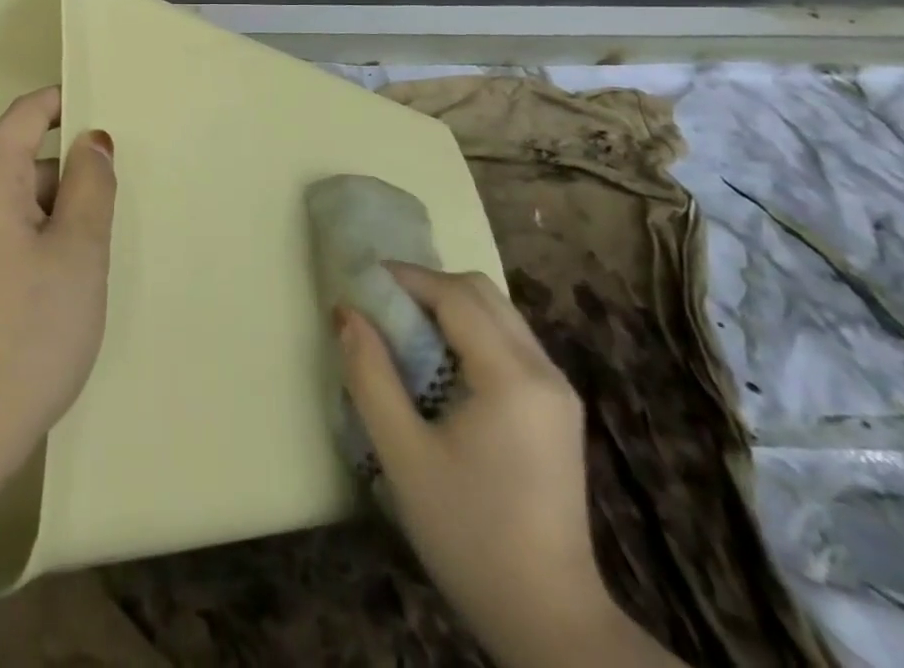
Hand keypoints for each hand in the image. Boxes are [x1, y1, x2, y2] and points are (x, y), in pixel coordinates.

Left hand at [0, 87, 116, 496]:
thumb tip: (91, 140)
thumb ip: (90, 185)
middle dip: (66, 176)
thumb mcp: (77, 254)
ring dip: (52, 216)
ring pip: (10, 204)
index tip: (105, 108)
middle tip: (113, 209)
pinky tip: (57, 287)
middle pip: (19, 162)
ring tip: (91, 257)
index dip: (63, 103)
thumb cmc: (26, 335)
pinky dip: (31, 242)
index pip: (24, 115)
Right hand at [337, 266, 654, 667]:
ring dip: (447, 308)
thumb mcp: (403, 455)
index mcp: (512, 377)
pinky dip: (468, 333)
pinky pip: (509, 342)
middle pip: (482, 293)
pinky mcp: (557, 411)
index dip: (405, 278)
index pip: (455, 295)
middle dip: (426, 286)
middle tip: (381, 307)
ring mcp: (557, 392)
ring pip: (498, 314)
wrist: (551, 624)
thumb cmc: (469, 536)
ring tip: (403, 333)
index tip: (360, 284)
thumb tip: (347, 312)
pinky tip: (439, 367)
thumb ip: (370, 375)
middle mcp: (544, 371)